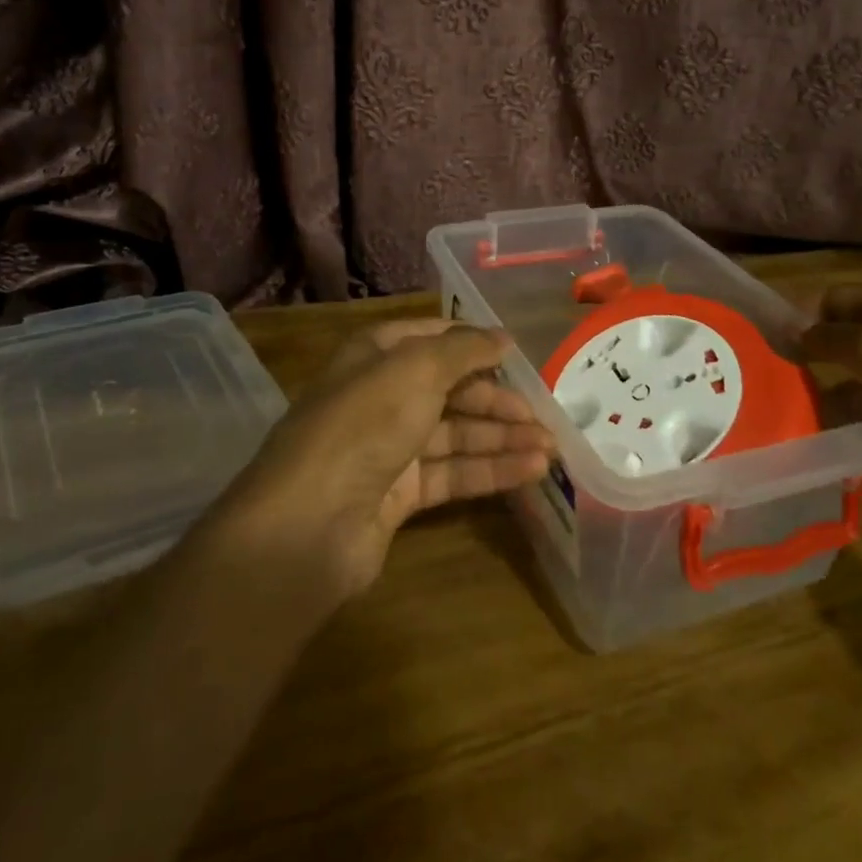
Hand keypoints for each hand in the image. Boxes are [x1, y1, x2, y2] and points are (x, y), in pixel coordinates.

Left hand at [222, 319, 554, 601]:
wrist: (309, 524)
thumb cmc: (365, 424)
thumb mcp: (417, 369)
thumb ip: (465, 350)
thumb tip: (502, 337)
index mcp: (375, 356)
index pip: (432, 338)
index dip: (473, 343)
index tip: (518, 354)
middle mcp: (380, 397)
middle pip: (449, 389)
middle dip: (496, 399)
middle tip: (544, 413)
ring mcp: (388, 448)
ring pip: (455, 435)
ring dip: (502, 438)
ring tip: (552, 447)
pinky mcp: (399, 495)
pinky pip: (452, 473)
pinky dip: (490, 470)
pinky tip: (532, 471)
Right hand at [797, 282, 861, 524]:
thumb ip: (827, 337)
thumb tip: (791, 331)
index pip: (842, 296)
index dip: (806, 311)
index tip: (771, 336)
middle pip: (850, 337)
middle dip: (815, 352)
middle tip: (776, 371)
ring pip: (860, 380)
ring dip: (829, 393)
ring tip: (792, 409)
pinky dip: (851, 425)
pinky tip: (823, 437)